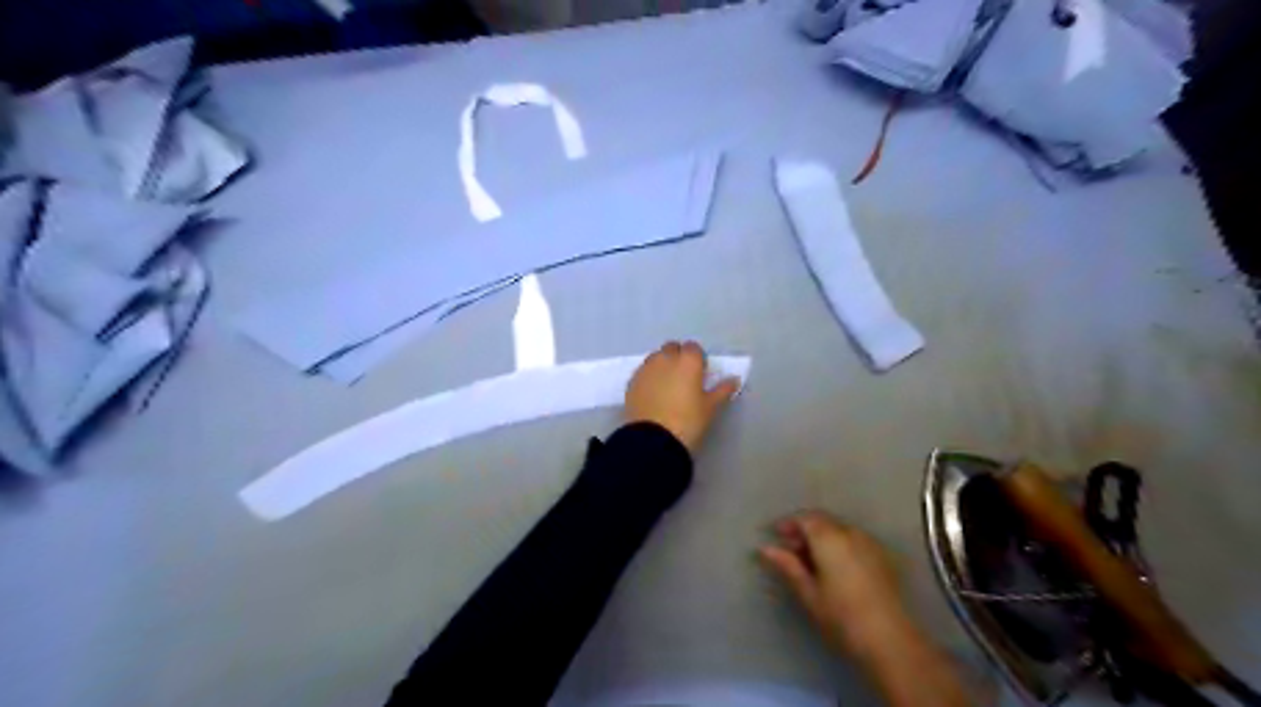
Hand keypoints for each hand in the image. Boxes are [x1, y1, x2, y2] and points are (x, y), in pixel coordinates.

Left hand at [626, 340, 740, 453]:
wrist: (653, 439)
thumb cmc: (688, 421)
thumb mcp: (710, 408)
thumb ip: (722, 390)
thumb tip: (734, 380)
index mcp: (688, 361)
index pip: (693, 348)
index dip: (697, 359)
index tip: (699, 373)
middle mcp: (665, 358)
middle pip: (672, 348)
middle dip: (678, 357)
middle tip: (683, 378)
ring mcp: (646, 368)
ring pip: (655, 358)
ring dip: (662, 365)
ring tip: (667, 385)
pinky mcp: (631, 381)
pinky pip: (643, 372)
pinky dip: (649, 377)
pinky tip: (652, 393)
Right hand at [751, 508, 911, 657]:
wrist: (891, 641)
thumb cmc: (842, 617)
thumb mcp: (808, 593)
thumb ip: (787, 566)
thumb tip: (765, 548)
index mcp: (829, 538)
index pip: (804, 518)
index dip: (788, 524)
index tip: (775, 536)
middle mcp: (850, 533)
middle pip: (822, 521)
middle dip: (804, 530)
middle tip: (790, 551)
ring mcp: (870, 543)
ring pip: (839, 530)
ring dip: (822, 538)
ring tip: (811, 562)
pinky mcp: (883, 557)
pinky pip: (854, 540)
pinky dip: (839, 546)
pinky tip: (835, 568)